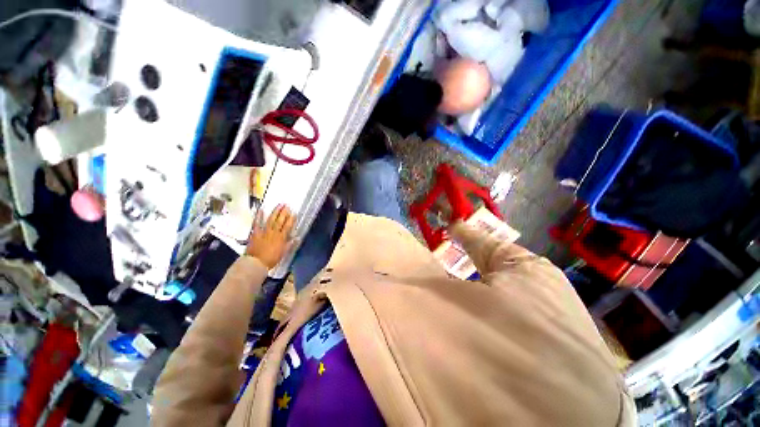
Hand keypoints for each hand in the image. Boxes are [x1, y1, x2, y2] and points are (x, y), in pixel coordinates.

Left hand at [246, 204, 295, 268]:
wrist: (256, 263)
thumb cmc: (271, 259)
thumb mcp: (283, 252)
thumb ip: (290, 244)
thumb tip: (297, 237)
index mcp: (281, 237)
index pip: (288, 226)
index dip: (291, 219)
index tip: (294, 213)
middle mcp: (274, 232)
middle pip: (280, 221)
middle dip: (284, 213)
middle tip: (287, 206)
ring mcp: (264, 231)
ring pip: (271, 219)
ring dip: (275, 212)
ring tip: (279, 205)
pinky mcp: (255, 233)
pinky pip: (257, 223)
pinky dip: (259, 216)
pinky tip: (261, 210)